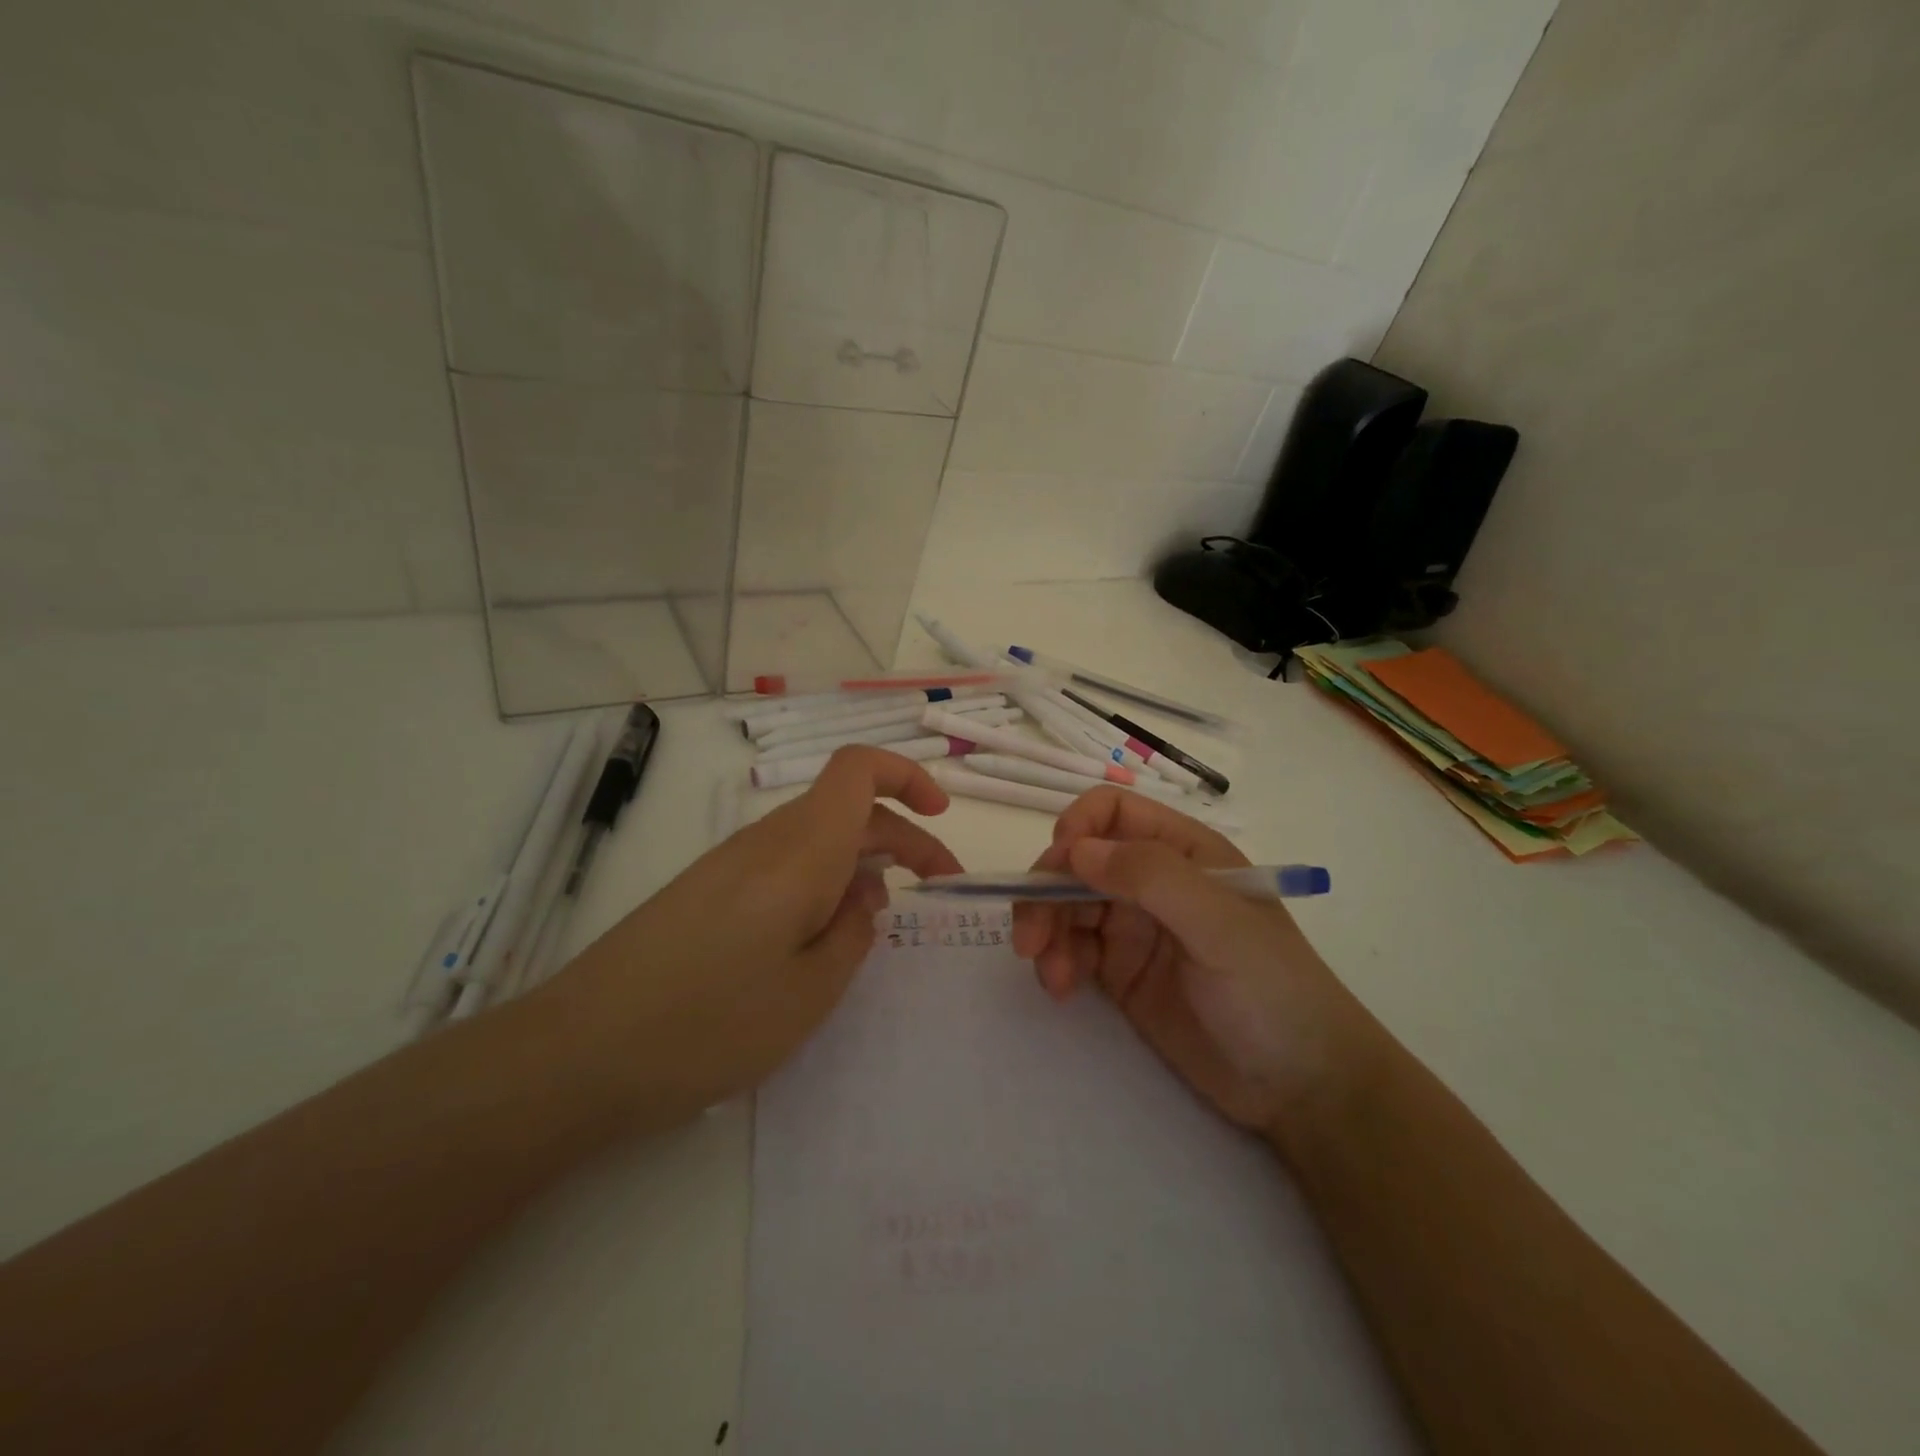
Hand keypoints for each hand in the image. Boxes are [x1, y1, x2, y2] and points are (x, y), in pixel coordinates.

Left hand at [547, 746, 963, 1129]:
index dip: (907, 776)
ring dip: (861, 861)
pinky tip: (820, 936)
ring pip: (815, 837)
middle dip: (902, 836)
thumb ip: (853, 932)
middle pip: (846, 808)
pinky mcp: (707, 891)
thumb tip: (864, 894)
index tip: (940, 817)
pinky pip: (782, 865)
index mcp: (800, 850)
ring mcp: (730, 864)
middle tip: (939, 886)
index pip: (858, 769)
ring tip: (880, 919)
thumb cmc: (710, 1023)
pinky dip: (821, 882)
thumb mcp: (810, 991)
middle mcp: (765, 841)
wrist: (578, 1054)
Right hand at [1010, 788, 1385, 1143]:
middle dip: (1046, 892)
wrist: (1301, 1087)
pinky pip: (1073, 950)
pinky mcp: (1122, 972)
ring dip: (1046, 931)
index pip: (1113, 812)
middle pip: (1078, 862)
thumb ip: (1151, 877)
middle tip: (1029, 940)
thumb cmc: (1273, 991)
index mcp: (1184, 852)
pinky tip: (1061, 988)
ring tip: (1051, 976)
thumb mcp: (1220, 926)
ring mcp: (1136, 927)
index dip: (1078, 828)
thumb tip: (1075, 850)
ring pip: (1067, 906)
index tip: (1057, 866)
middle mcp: (1154, 881)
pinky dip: (1056, 961)